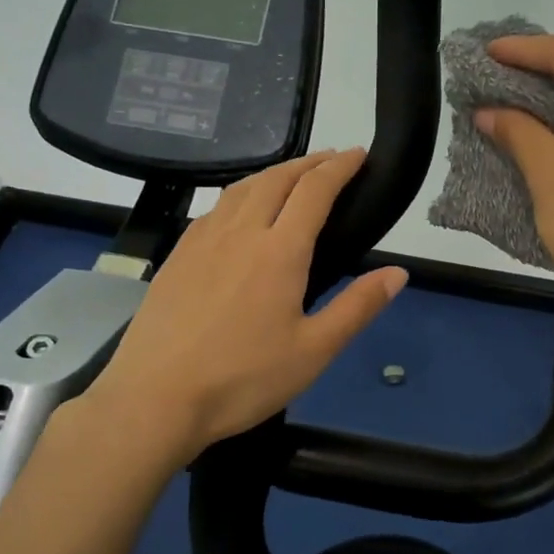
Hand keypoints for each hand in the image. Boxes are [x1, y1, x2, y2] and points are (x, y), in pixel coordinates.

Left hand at [84, 149, 408, 463]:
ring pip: (241, 188)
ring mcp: (202, 241)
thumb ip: (357, 308)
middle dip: (309, 163)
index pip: (315, 191)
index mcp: (279, 251)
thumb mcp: (313, 351)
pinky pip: (215, 208)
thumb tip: (398, 272)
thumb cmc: (242, 379)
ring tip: (292, 176)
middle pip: (277, 179)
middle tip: (331, 160)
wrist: (155, 399)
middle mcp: (240, 232)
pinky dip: (240, 193)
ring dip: (273, 173)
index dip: (340, 167)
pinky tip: (240, 210)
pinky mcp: (177, 256)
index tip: (359, 154)